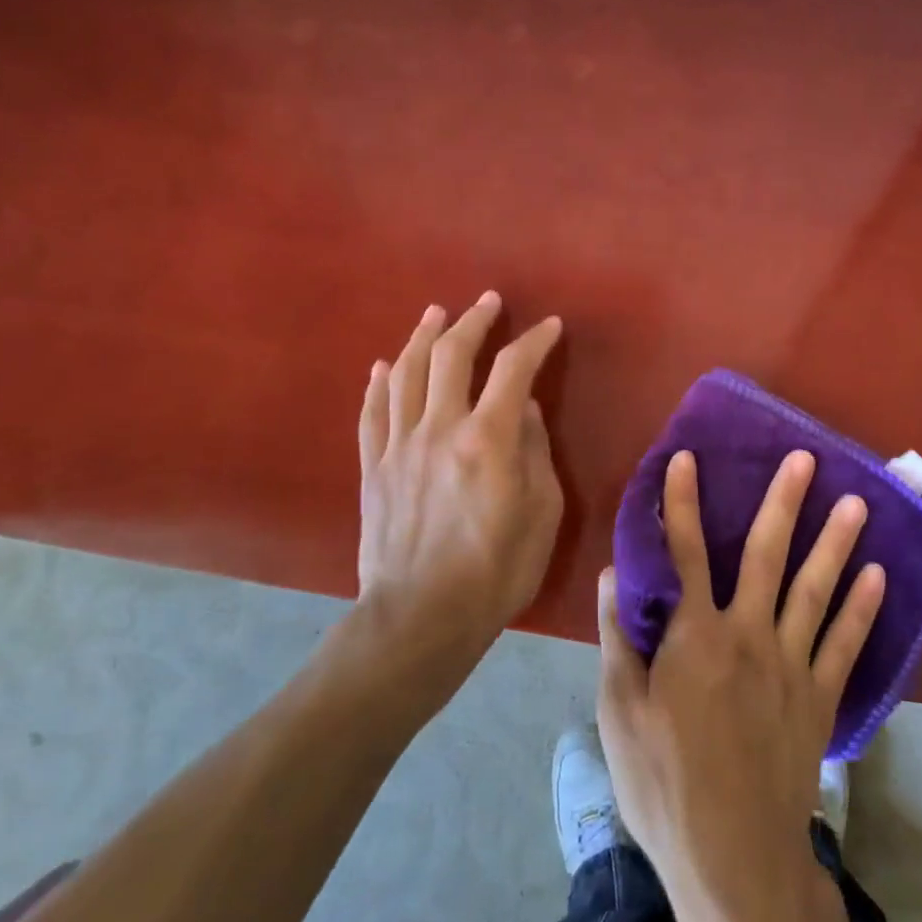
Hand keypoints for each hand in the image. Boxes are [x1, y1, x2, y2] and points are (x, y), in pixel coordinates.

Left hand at [351, 293, 563, 669]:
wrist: (421, 619)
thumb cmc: (496, 570)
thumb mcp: (542, 513)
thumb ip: (535, 452)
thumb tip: (527, 410)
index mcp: (487, 439)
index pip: (514, 369)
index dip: (534, 341)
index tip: (550, 326)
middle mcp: (439, 428)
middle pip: (452, 355)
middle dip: (473, 321)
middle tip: (488, 302)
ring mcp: (399, 446)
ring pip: (407, 372)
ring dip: (423, 336)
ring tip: (436, 314)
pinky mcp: (373, 468)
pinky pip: (372, 412)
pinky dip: (380, 383)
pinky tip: (385, 365)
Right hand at [596, 449, 885, 903]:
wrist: (734, 857)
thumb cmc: (665, 782)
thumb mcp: (620, 712)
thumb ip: (619, 637)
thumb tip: (614, 572)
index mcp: (696, 635)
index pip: (686, 552)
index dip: (683, 503)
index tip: (686, 458)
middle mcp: (749, 634)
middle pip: (768, 555)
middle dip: (784, 502)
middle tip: (805, 458)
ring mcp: (792, 664)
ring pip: (816, 590)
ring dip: (836, 543)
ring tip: (857, 503)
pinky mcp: (820, 698)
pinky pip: (846, 644)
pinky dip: (863, 609)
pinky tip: (879, 577)